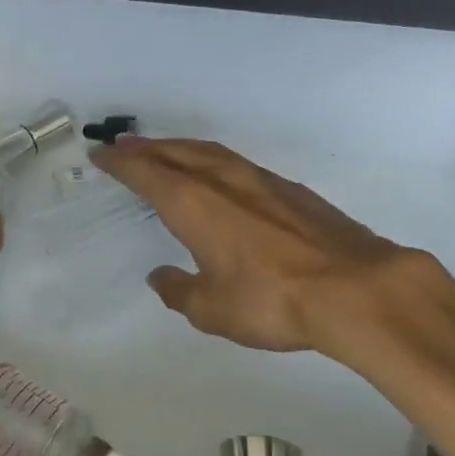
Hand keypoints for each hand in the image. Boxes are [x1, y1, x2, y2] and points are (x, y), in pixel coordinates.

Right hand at [92, 135, 451, 354]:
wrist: (353, 286)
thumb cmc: (271, 300)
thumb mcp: (213, 310)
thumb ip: (180, 292)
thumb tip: (162, 277)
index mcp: (193, 204)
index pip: (146, 172)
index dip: (121, 163)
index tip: (101, 155)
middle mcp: (222, 181)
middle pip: (175, 152)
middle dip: (146, 147)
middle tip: (124, 145)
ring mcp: (259, 179)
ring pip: (208, 152)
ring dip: (180, 148)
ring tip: (164, 151)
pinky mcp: (288, 188)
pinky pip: (236, 162)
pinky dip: (213, 160)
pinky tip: (219, 174)